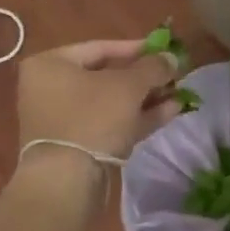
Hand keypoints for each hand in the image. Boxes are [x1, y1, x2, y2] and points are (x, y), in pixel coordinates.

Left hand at [17, 39, 179, 161]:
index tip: (164, 50)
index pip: (99, 47)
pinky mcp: (75, 146)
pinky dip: (136, 118)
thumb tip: (171, 57)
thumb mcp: (128, 86)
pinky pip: (109, 124)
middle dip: (144, 77)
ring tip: (179, 94)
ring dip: (145, 98)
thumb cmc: (92, 118)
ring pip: (110, 103)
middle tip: (174, 75)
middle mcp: (50, 88)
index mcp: (50, 64)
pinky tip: (170, 113)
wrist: (66, 182)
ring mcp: (62, 119)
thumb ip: (152, 67)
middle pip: (106, 76)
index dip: (136, 48)